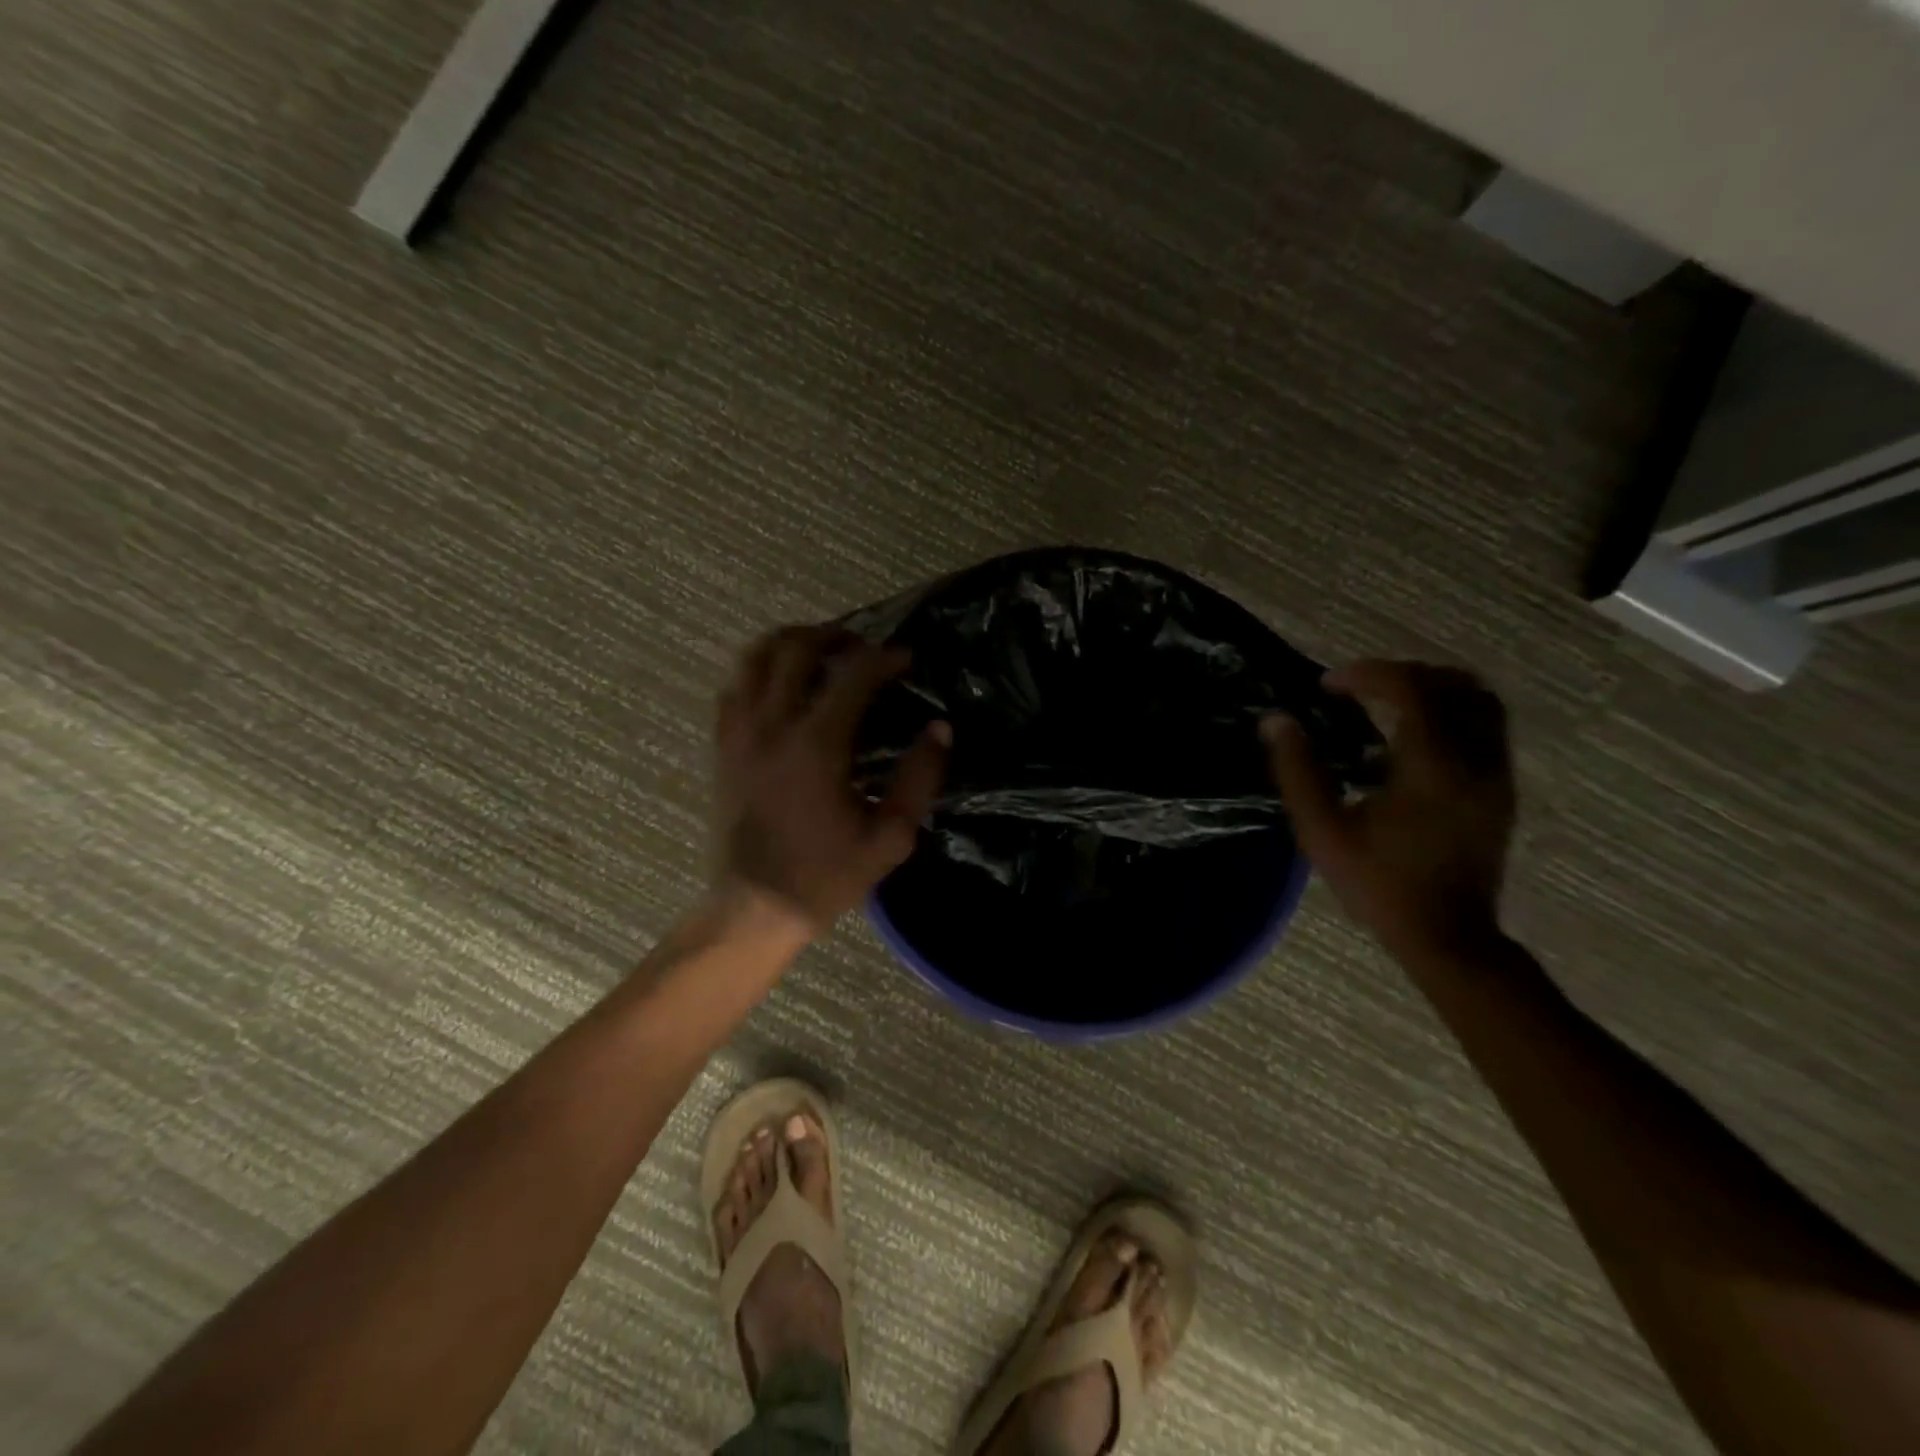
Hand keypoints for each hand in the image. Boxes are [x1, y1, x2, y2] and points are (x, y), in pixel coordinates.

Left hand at [715, 625, 949, 934]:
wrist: (755, 907)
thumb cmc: (827, 875)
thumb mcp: (890, 836)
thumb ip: (919, 778)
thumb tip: (940, 728)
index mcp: (817, 745)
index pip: (853, 675)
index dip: (885, 657)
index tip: (907, 658)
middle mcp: (772, 726)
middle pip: (796, 648)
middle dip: (835, 635)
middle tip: (862, 646)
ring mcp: (739, 733)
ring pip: (755, 657)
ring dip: (790, 641)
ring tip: (819, 651)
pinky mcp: (721, 747)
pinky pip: (733, 687)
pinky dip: (758, 670)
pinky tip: (780, 684)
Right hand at [1264, 660, 1515, 963]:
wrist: (1447, 935)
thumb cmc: (1379, 884)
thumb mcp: (1323, 832)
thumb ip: (1297, 771)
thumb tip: (1276, 721)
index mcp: (1432, 765)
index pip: (1410, 689)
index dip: (1367, 674)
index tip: (1328, 685)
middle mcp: (1476, 759)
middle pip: (1454, 684)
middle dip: (1402, 674)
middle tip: (1360, 687)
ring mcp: (1496, 774)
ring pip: (1480, 702)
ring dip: (1432, 691)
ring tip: (1387, 704)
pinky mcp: (1501, 790)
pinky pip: (1485, 728)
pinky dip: (1449, 715)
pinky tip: (1410, 742)